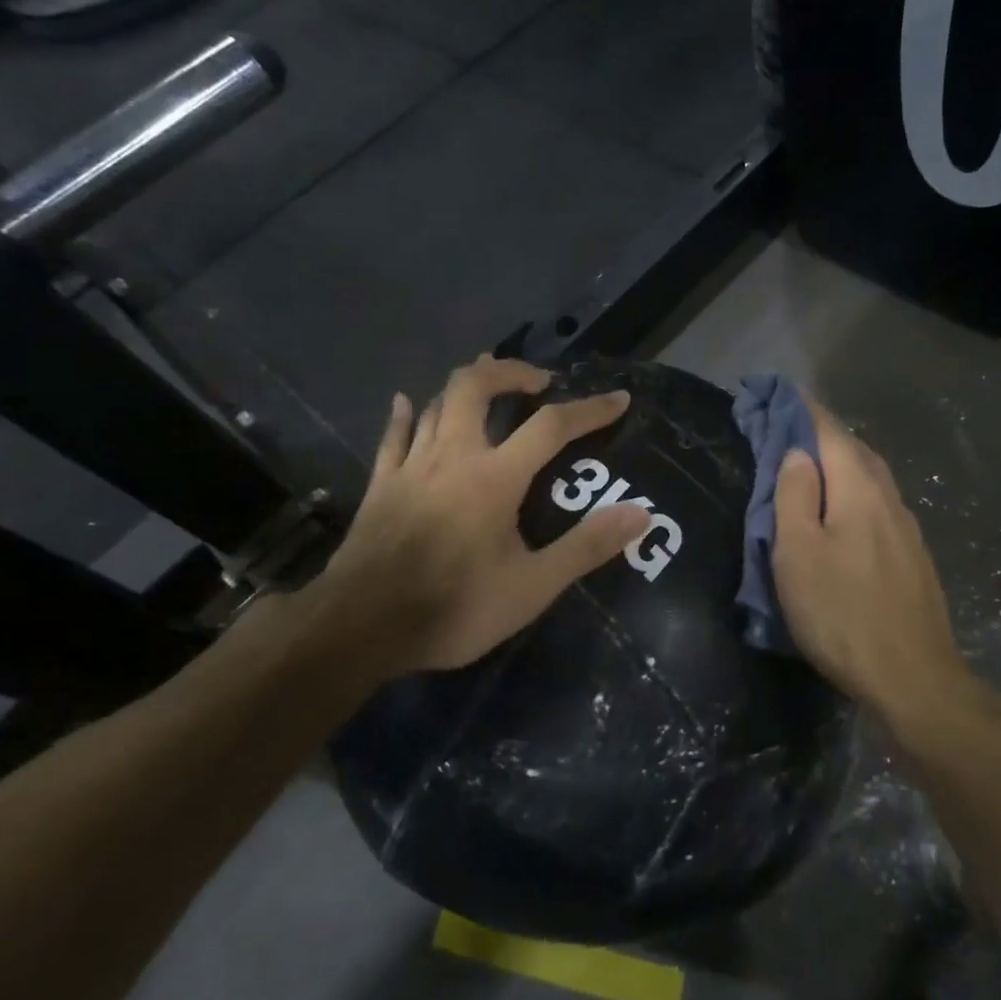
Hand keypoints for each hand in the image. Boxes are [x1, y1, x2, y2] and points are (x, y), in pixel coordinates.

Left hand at [301, 356, 651, 685]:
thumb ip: (586, 547)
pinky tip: (408, 401)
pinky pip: (393, 435)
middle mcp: (452, 456)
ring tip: (490, 385)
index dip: (589, 409)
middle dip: (510, 372)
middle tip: (538, 381)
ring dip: (466, 387)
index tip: (618, 399)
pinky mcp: (380, 484)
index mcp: (494, 477)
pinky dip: (406, 413)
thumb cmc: (454, 608)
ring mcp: (410, 466)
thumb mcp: (532, 588)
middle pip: (475, 386)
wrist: (361, 627)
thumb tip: (639, 514)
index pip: (551, 426)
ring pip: (435, 403)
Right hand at [772, 397, 974, 728]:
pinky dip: (853, 489)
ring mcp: (906, 527)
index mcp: (858, 489)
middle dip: (820, 432)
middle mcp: (888, 497)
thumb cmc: (841, 613)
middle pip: (853, 449)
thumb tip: (797, 453)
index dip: (801, 409)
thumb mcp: (798, 553)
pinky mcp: (912, 554)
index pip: (828, 431)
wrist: (913, 677)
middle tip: (785, 428)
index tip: (776, 392)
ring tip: (810, 463)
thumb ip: (795, 496)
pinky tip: (843, 508)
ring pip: (869, 477)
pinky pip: (878, 503)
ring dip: (839, 461)